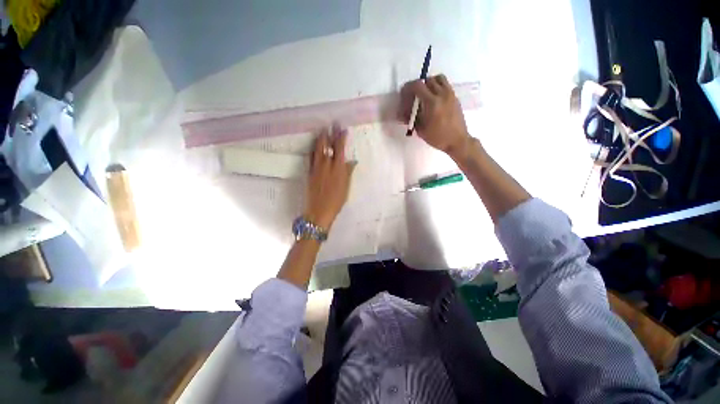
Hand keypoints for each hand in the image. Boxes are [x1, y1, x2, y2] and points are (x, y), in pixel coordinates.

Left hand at [304, 125, 355, 229]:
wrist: (319, 211)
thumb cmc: (337, 201)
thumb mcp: (346, 187)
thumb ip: (348, 172)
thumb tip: (352, 161)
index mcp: (338, 169)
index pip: (340, 149)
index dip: (341, 138)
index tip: (343, 129)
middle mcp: (327, 165)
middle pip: (327, 146)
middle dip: (330, 134)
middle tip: (331, 124)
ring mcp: (316, 168)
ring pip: (317, 149)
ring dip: (320, 139)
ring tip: (322, 131)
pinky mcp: (309, 172)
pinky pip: (311, 157)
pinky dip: (313, 150)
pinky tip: (314, 146)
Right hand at [400, 75, 471, 158]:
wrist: (457, 141)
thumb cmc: (438, 138)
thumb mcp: (421, 130)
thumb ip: (411, 119)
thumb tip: (401, 114)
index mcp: (432, 103)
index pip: (418, 86)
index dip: (408, 87)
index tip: (404, 94)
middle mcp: (442, 94)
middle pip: (427, 80)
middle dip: (418, 86)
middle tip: (413, 96)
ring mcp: (450, 94)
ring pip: (438, 78)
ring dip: (429, 83)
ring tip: (424, 94)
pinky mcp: (455, 97)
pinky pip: (445, 85)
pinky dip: (437, 87)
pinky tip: (434, 99)